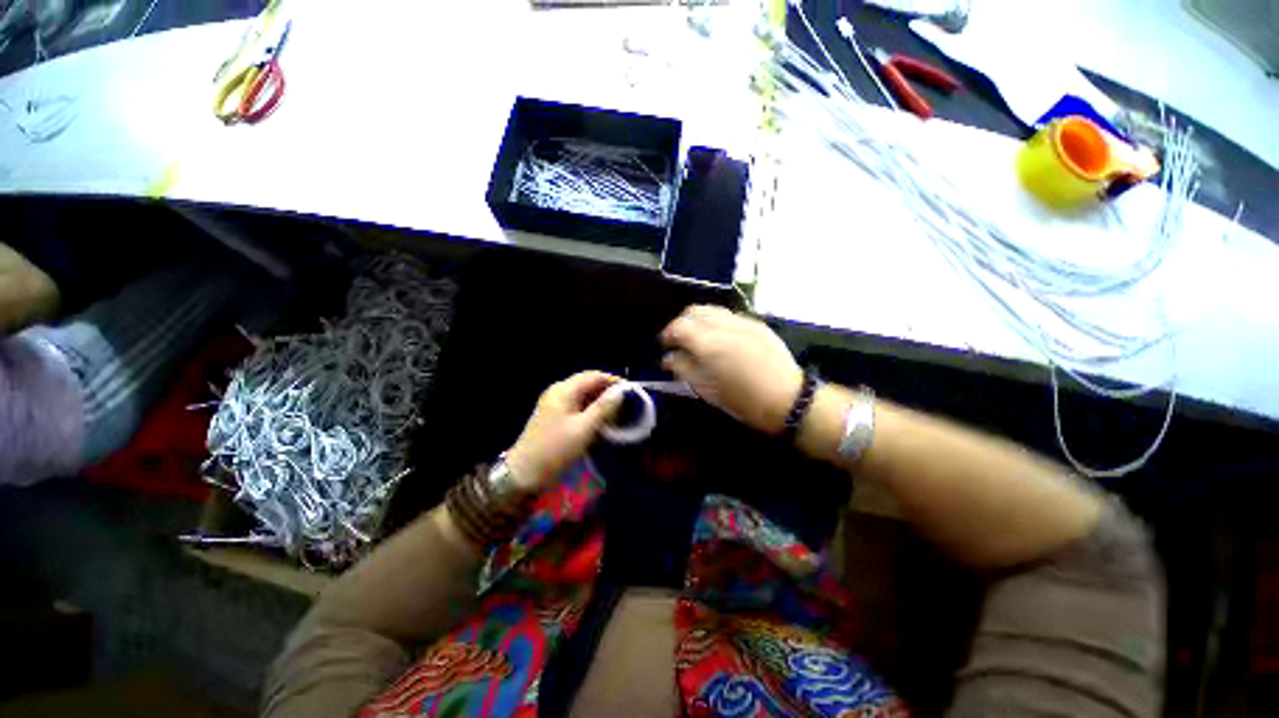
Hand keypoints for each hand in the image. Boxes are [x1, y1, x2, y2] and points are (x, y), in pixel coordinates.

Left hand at [506, 371, 623, 491]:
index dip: (613, 381)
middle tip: (627, 404)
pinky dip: (591, 409)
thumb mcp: (583, 429)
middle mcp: (558, 391)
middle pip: (588, 383)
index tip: (632, 392)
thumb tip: (621, 391)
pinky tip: (601, 420)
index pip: (594, 376)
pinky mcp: (554, 415)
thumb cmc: (555, 449)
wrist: (524, 473)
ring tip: (617, 413)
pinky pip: (577, 405)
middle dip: (608, 391)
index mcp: (564, 390)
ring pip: (583, 395)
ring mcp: (555, 403)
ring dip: (600, 401)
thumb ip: (604, 408)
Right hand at [661, 305, 802, 434]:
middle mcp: (723, 325)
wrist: (787, 398)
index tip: (664, 345)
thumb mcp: (707, 389)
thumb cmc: (742, 400)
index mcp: (708, 344)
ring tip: (698, 337)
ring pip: (712, 309)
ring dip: (699, 319)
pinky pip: (729, 315)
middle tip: (679, 340)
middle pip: (694, 311)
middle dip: (682, 323)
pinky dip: (717, 321)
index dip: (667, 334)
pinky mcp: (757, 324)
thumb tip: (669, 358)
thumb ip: (683, 369)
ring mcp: (742, 322)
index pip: (679, 326)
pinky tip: (720, 338)